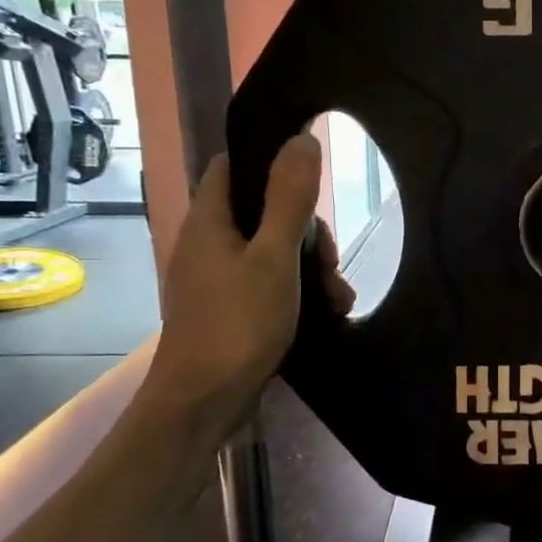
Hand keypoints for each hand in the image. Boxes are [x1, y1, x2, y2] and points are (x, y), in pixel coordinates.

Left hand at [143, 135, 353, 436]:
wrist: (203, 403)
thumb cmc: (238, 324)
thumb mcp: (274, 258)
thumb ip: (289, 198)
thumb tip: (301, 138)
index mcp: (210, 221)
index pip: (234, 166)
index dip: (270, 164)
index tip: (310, 182)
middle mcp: (208, 243)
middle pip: (263, 213)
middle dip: (307, 232)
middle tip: (330, 263)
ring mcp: (216, 279)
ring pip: (272, 251)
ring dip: (310, 268)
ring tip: (338, 298)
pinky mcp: (228, 309)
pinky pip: (268, 283)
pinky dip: (297, 291)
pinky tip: (328, 312)